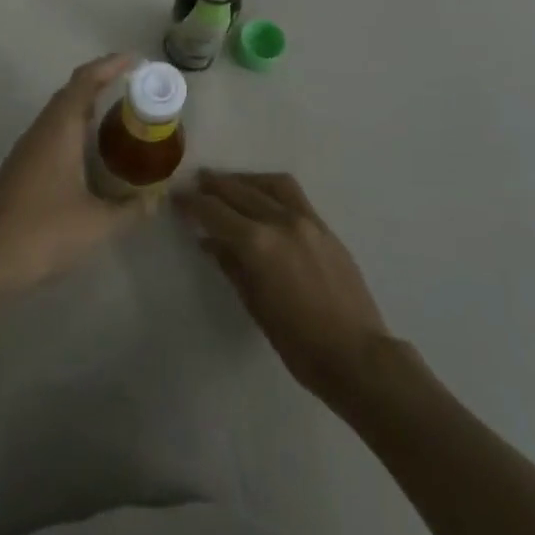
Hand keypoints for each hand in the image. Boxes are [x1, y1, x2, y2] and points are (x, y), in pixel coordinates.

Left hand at [0, 54, 142, 292]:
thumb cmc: (43, 234)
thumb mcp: (98, 225)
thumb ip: (131, 210)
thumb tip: (156, 200)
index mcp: (58, 131)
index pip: (84, 82)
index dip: (109, 65)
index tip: (134, 60)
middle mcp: (40, 133)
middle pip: (70, 94)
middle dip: (101, 84)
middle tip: (134, 89)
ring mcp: (26, 151)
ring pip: (59, 115)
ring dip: (87, 108)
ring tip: (119, 118)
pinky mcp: (20, 171)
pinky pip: (52, 135)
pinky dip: (75, 132)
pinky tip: (91, 155)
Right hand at [176, 170, 398, 402]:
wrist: (357, 355)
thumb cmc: (298, 342)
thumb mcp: (255, 305)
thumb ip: (231, 265)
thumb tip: (209, 241)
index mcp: (258, 244)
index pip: (215, 212)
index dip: (192, 203)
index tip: (177, 198)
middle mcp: (281, 222)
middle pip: (239, 191)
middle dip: (214, 185)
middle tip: (195, 183)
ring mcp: (307, 221)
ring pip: (270, 184)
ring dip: (244, 180)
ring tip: (229, 184)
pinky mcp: (325, 228)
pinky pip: (293, 195)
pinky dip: (270, 188)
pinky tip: (262, 197)